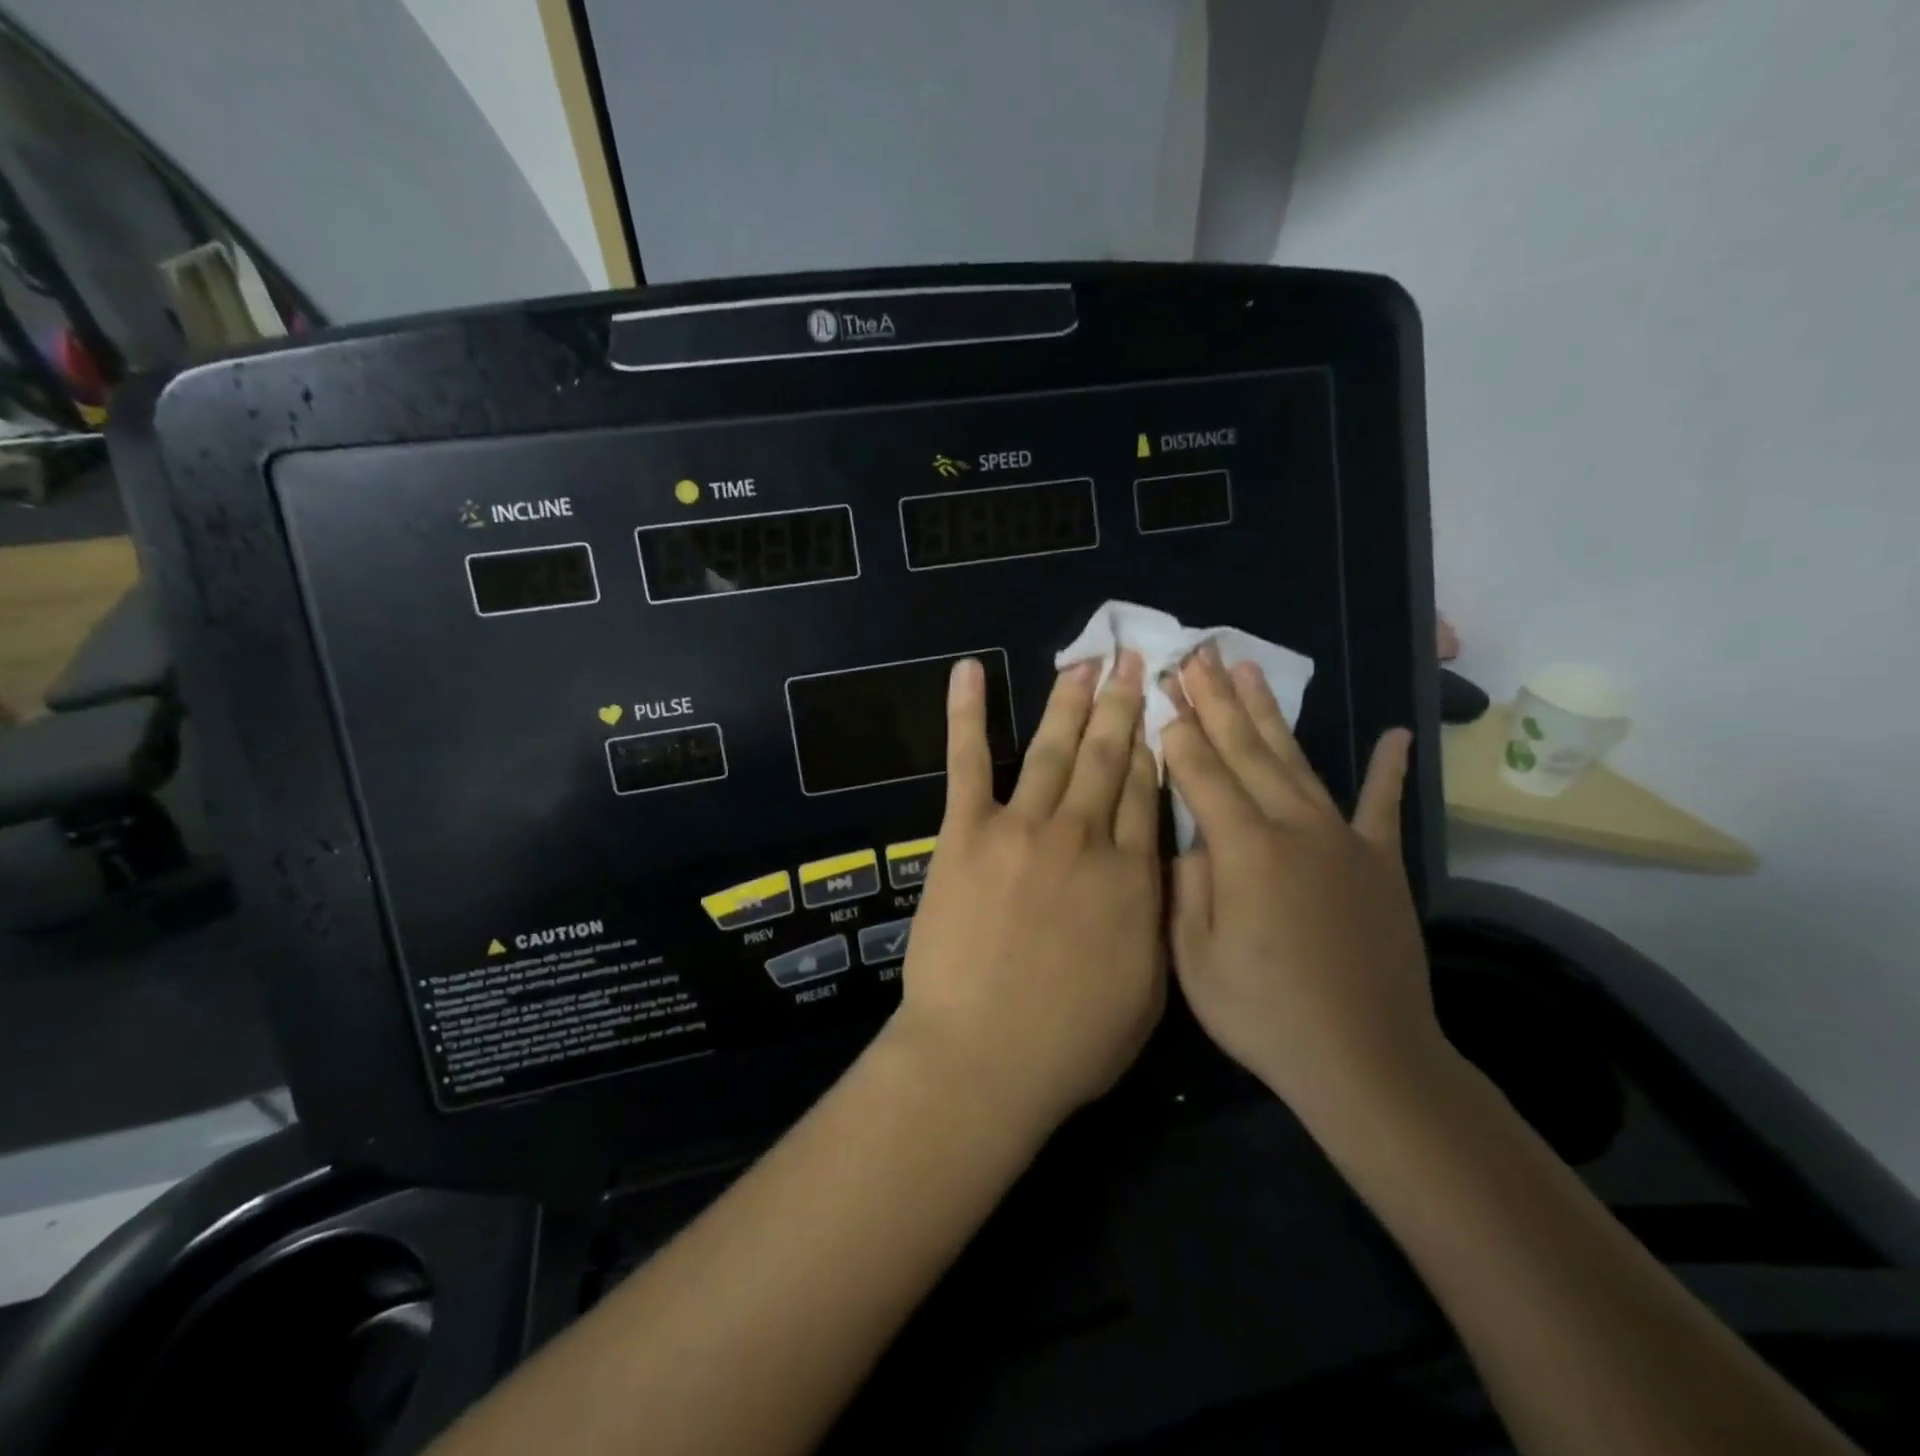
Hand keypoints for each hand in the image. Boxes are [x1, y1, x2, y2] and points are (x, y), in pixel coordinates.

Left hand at [890, 653, 1165, 1131]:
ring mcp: (1022, 828)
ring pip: (1052, 750)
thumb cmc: (1072, 1041)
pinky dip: (966, 713)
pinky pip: (968, 761)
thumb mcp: (1148, 986)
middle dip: (1121, 705)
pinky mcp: (966, 833)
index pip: (1144, 792)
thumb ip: (1155, 915)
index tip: (1158, 708)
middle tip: (1131, 661)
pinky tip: (969, 670)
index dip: (1152, 745)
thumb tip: (1157, 865)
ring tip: (1084, 661)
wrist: (985, 1057)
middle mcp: (1083, 836)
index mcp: (1132, 874)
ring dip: (1068, 701)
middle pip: (1107, 757)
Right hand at [1161, 646, 1442, 1123]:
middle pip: (1245, 751)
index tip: (1159, 694)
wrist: (1366, 1060)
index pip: (1201, 774)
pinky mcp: (1380, 863)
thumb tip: (1189, 838)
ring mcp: (1343, 840)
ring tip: (1247, 670)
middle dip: (1214, 702)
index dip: (1177, 734)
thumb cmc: (1264, 1013)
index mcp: (1243, 850)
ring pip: (1296, 761)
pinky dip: (1389, 769)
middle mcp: (1293, 828)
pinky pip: (1382, 806)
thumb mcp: (1194, 957)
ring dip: (1268, 713)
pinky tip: (1396, 735)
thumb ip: (1186, 885)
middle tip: (1194, 657)